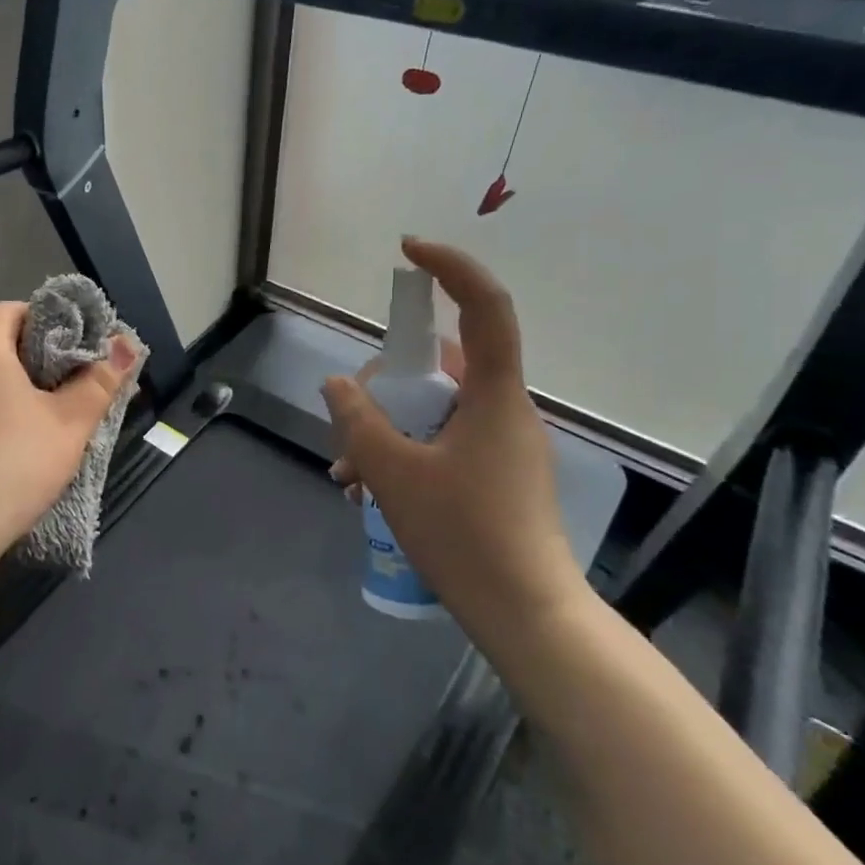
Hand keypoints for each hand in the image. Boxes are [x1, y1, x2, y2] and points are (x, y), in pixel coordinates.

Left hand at [0, 301, 140, 560]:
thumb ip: (99, 382)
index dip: (39, 319)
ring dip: (0, 390)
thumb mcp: (69, 425)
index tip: (68, 345)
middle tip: (59, 385)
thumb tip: (128, 344)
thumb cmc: (12, 463)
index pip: (7, 310)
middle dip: (23, 358)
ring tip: (33, 420)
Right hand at [322, 239, 580, 628]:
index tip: (408, 250)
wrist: (526, 614)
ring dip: (386, 429)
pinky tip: (369, 491)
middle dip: (384, 387)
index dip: (451, 268)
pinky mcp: (496, 473)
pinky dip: (404, 452)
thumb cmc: (464, 535)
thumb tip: (338, 384)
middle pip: (439, 367)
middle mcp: (505, 409)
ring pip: (434, 410)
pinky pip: (442, 441)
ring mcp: (503, 443)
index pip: (486, 308)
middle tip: (345, 429)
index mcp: (495, 396)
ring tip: (348, 475)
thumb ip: (358, 421)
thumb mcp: (393, 473)